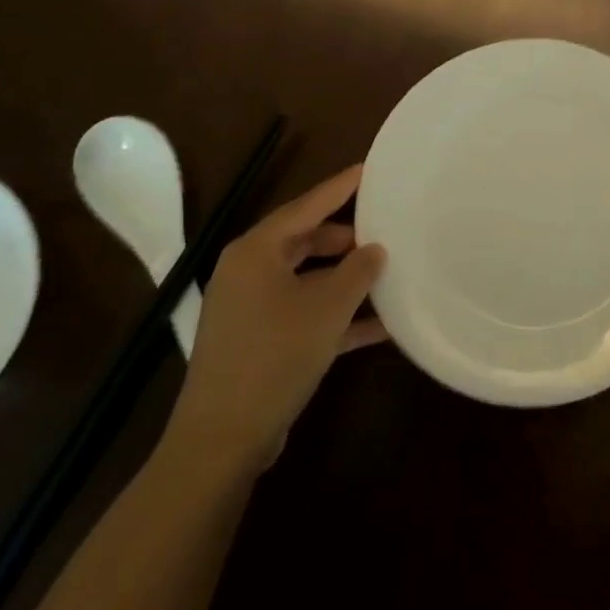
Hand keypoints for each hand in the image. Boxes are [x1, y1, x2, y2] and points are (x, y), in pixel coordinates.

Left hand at [159, 165, 386, 482]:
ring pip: (306, 279)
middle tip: (384, 230)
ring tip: (387, 274)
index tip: (369, 169)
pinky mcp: (257, 343)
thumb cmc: (275, 355)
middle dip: (345, 238)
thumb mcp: (328, 307)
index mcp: (256, 251)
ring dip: (344, 280)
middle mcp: (248, 272)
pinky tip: (378, 326)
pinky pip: (303, 314)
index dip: (340, 187)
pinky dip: (335, 316)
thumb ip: (357, 271)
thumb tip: (374, 249)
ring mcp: (250, 310)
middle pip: (304, 241)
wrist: (222, 440)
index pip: (306, 206)